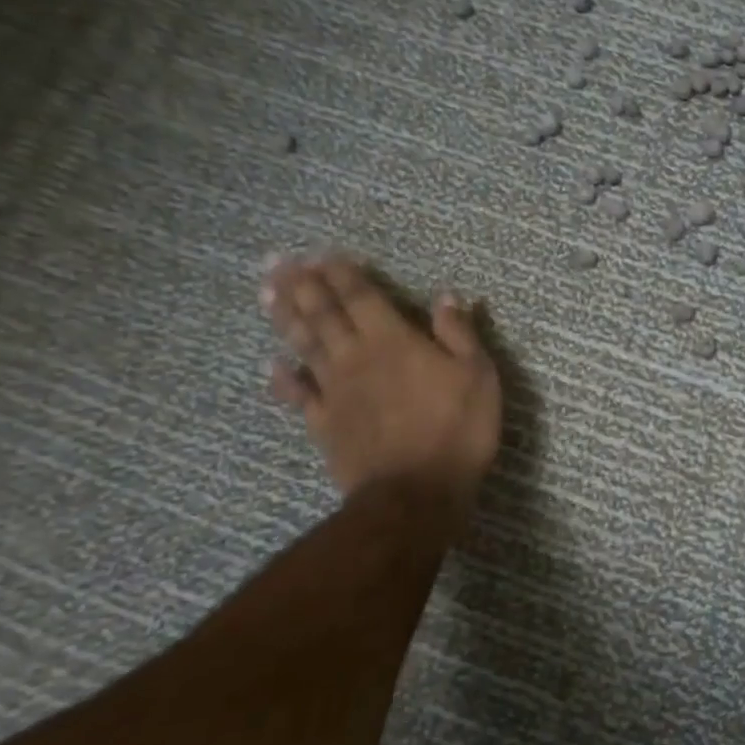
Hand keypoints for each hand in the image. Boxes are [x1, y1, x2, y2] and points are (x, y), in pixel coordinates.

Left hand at [263, 255, 501, 502]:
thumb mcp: (478, 375)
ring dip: (285, 317)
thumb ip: (459, 333)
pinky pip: (298, 395)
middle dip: (302, 285)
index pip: (362, 297)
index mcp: (394, 341)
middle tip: (278, 261)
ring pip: (304, 345)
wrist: (416, 492)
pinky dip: (283, 378)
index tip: (324, 253)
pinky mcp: (323, 423)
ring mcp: (334, 391)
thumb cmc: (458, 429)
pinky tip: (271, 365)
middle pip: (323, 314)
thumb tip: (446, 296)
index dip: (342, 274)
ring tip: (266, 293)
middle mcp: (356, 357)